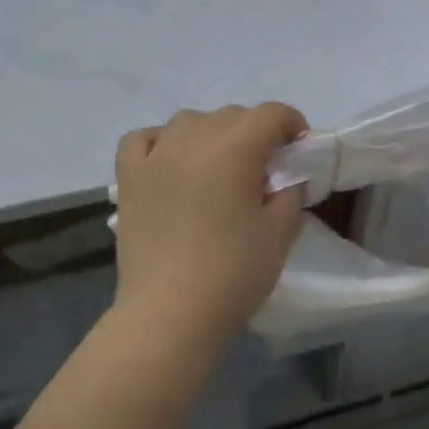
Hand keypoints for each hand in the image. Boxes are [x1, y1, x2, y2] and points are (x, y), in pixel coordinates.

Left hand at [111, 102, 308, 355]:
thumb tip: (287, 177)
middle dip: (255, 133)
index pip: (271, 114)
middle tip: (264, 170)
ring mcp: (155, 156)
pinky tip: (171, 162)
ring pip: (189, 122)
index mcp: (235, 149)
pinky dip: (161, 142)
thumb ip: (291, 193)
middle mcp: (193, 139)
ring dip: (211, 135)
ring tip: (218, 168)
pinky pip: (143, 140)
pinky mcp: (129, 179)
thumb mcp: (281, 233)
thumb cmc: (233, 274)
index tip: (299, 149)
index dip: (292, 124)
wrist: (170, 314)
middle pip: (232, 116)